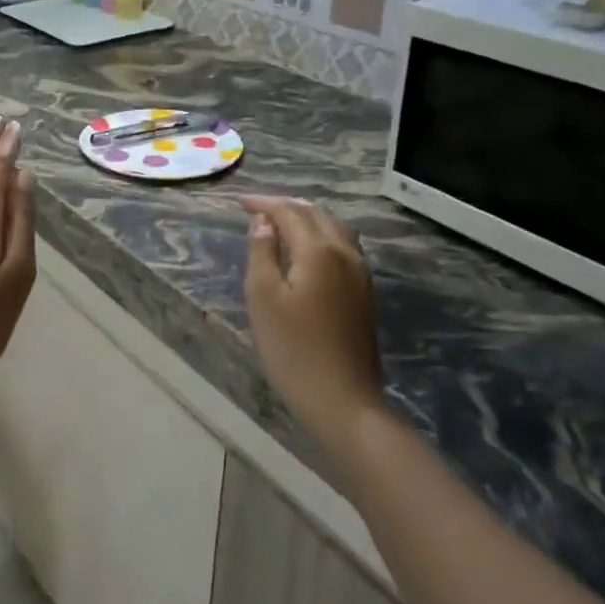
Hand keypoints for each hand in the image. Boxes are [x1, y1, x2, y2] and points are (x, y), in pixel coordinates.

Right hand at [241, 197, 383, 452]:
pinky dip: (322, 236)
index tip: (239, 201)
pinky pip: (344, 247)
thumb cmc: (294, 350)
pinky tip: (309, 250)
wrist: (344, 402)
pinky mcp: (365, 294)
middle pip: (316, 215)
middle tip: (257, 209)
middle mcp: (346, 253)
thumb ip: (262, 252)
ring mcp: (361, 274)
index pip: (289, 212)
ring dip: (307, 219)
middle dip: (286, 207)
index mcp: (319, 250)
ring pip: (335, 229)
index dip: (263, 203)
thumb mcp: (263, 297)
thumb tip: (264, 222)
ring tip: (282, 223)